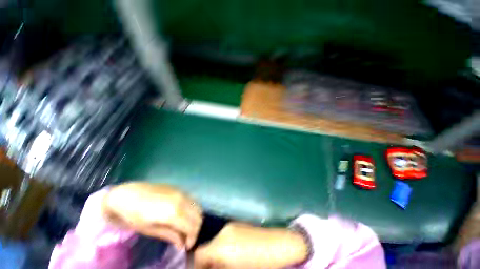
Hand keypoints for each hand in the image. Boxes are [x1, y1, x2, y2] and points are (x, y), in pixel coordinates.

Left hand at [101, 182, 201, 249]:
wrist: (128, 194)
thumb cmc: (134, 215)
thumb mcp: (150, 230)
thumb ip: (170, 236)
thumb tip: (182, 245)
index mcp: (174, 212)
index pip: (192, 226)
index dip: (193, 238)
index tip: (187, 247)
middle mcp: (182, 200)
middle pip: (198, 215)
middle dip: (195, 229)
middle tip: (187, 238)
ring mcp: (182, 192)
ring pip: (198, 206)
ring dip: (195, 218)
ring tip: (186, 227)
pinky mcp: (180, 189)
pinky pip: (192, 200)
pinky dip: (192, 209)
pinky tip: (184, 215)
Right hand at [194, 222, 308, 268]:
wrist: (281, 245)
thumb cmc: (260, 263)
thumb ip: (220, 266)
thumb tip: (212, 266)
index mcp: (221, 245)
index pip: (200, 254)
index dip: (198, 265)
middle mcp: (224, 232)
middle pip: (208, 247)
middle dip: (210, 261)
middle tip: (216, 268)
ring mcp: (233, 226)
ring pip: (218, 242)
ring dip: (218, 254)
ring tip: (227, 264)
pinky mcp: (240, 224)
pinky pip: (227, 237)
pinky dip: (227, 248)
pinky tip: (237, 255)